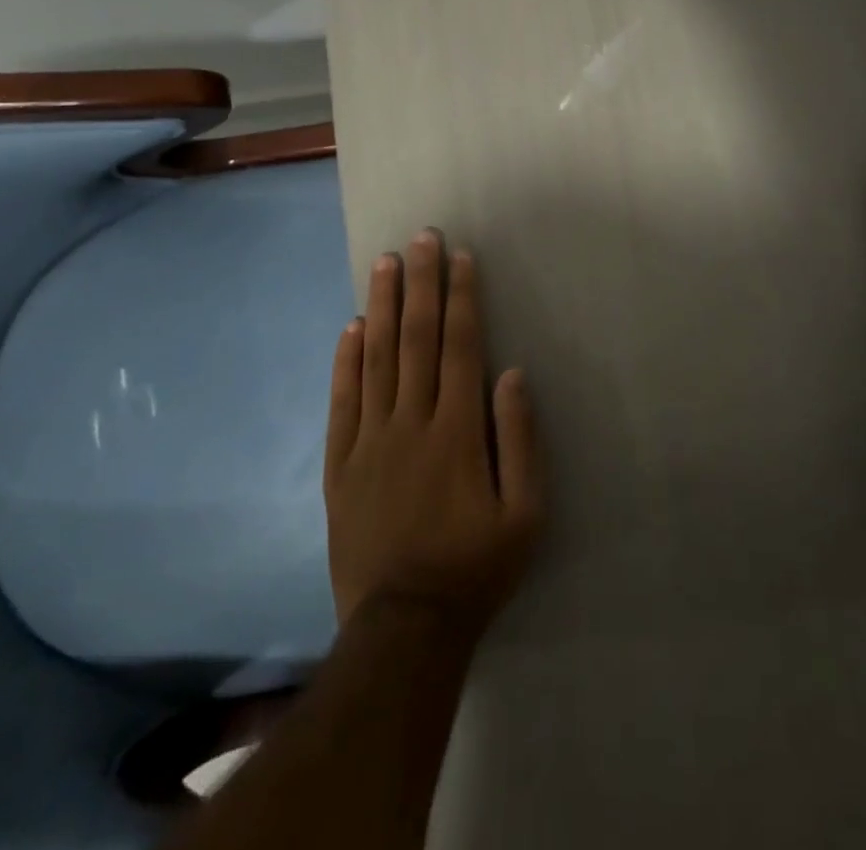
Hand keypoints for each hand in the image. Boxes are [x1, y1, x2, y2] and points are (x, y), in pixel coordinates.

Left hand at [323, 230, 543, 635]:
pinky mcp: (340, 464)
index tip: (460, 258)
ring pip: (375, 359)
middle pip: (415, 339)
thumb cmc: (476, 567)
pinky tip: (350, 328)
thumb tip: (511, 375)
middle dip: (421, 284)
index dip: (461, 298)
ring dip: (381, 307)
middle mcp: (411, 422)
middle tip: (421, 239)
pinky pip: (342, 401)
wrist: (405, 627)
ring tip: (384, 264)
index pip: (460, 346)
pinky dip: (345, 361)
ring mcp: (370, 441)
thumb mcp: (525, 513)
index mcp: (458, 431)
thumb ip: (520, 439)